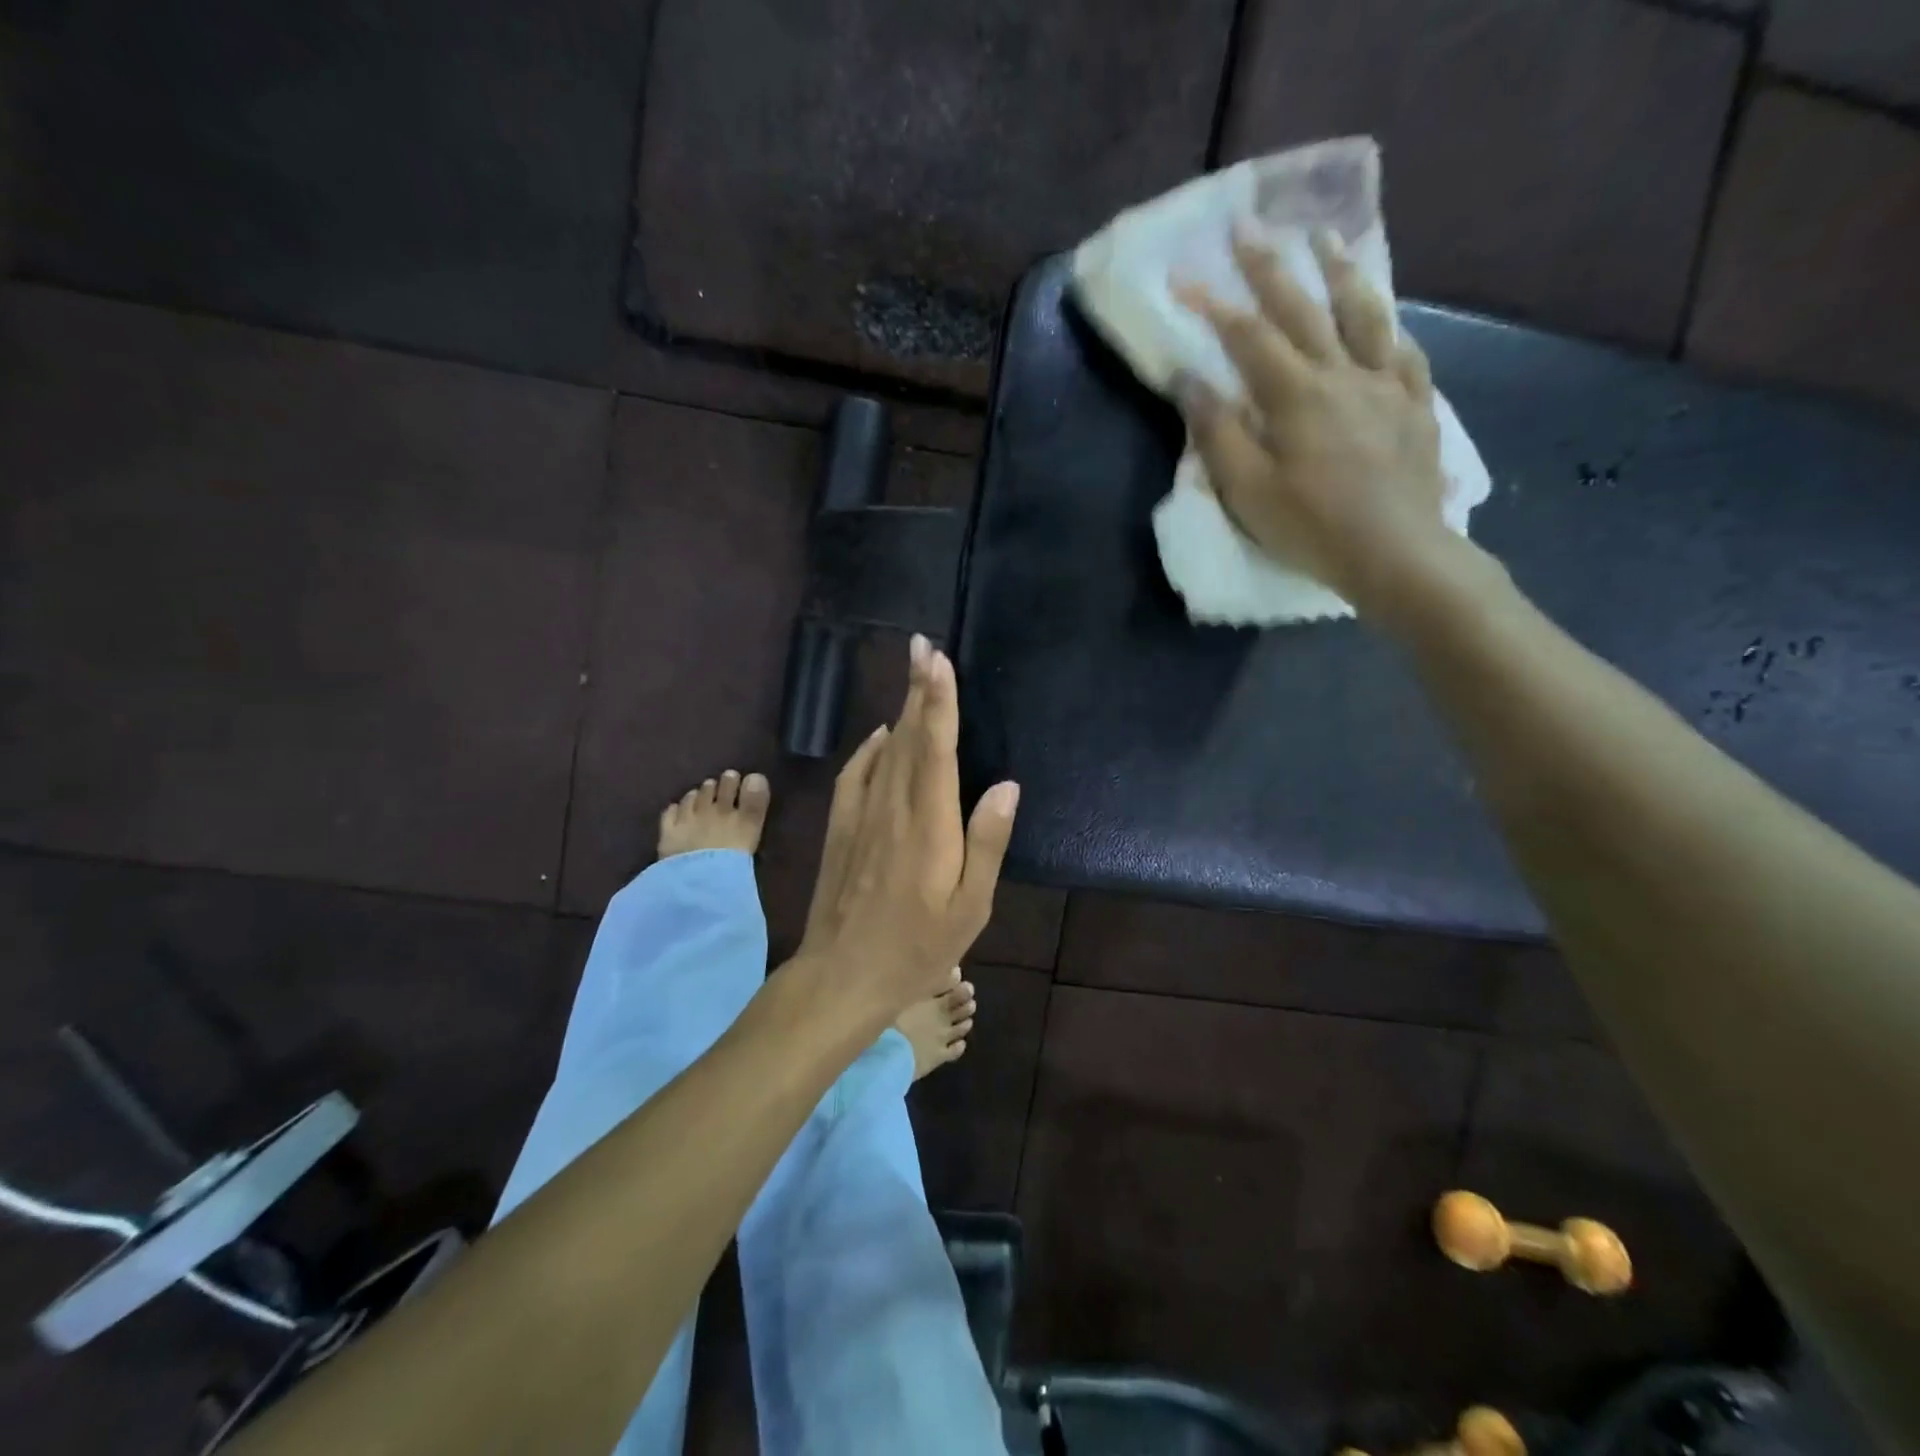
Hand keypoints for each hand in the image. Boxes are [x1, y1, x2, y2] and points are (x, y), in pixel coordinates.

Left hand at [796, 634, 1019, 1024]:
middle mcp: (892, 807)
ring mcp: (860, 815)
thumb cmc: (917, 947)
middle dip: (918, 689)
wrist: (841, 975)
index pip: (935, 747)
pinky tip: (881, 735)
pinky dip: (869, 748)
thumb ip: (987, 842)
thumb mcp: (970, 908)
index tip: (937, 658)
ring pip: (884, 750)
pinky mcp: (839, 828)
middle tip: (924, 646)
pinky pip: (855, 773)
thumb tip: (1005, 785)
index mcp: (929, 824)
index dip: (937, 699)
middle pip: (908, 736)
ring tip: (913, 677)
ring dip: (899, 711)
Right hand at [1172, 230, 1454, 617]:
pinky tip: (1385, 318)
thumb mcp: (1247, 489)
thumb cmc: (1310, 527)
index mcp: (1296, 395)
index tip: (1184, 278)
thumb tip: (1189, 379)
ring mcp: (1387, 387)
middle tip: (1251, 228)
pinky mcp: (1416, 408)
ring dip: (1340, 274)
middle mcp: (1343, 374)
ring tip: (1326, 241)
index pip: (1248, 337)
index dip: (1213, 305)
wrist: (1395, 554)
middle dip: (1272, 267)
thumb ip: (1217, 432)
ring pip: (1365, 315)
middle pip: (1305, 309)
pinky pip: (1405, 354)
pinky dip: (1390, 328)